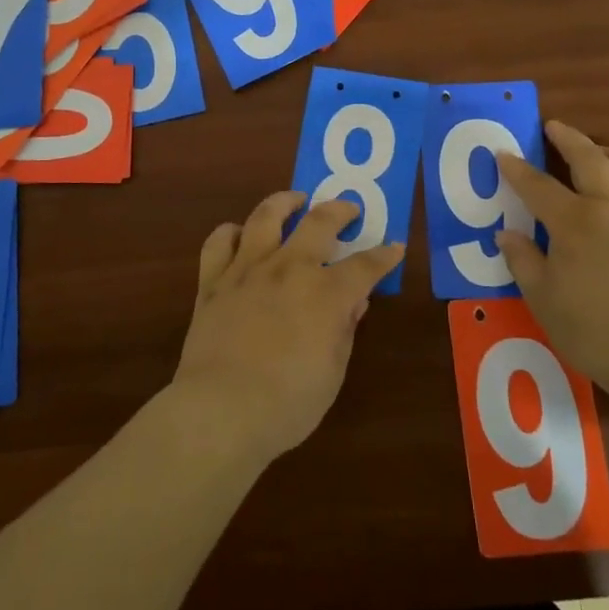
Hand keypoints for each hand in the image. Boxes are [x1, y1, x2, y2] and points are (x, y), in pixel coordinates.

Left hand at [169, 192, 404, 466]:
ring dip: (284, 202)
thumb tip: (354, 303)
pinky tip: (239, 235)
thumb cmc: (288, 402)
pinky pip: (219, 242)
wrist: (221, 409)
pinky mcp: (214, 281)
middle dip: (340, 210)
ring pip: (266, 216)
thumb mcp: (332, 372)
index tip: (394, 247)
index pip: (365, 266)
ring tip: (294, 200)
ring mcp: (248, 269)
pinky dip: (231, 233)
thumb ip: (344, 330)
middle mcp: (289, 268)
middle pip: (319, 222)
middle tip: (348, 208)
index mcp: (326, 293)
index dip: (384, 256)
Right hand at [495, 121, 608, 390]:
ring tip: (603, 151)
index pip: (537, 185)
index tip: (503, 153)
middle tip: (555, 126)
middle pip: (590, 159)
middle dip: (569, 138)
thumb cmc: (593, 328)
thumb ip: (523, 260)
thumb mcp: (543, 297)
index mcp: (574, 221)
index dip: (517, 168)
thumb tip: (506, 234)